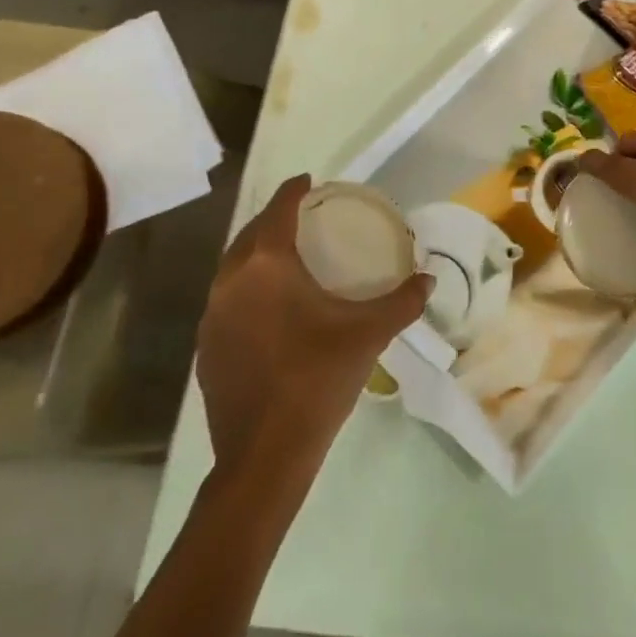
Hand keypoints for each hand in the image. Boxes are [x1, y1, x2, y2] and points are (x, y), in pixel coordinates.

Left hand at [196, 175, 430, 469]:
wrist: (264, 455)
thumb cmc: (317, 378)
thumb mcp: (368, 334)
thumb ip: (403, 301)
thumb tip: (429, 278)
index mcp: (267, 266)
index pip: (278, 210)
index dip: (294, 190)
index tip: (310, 180)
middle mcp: (231, 281)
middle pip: (250, 234)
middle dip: (274, 219)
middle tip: (303, 218)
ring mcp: (212, 317)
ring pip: (233, 268)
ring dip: (256, 253)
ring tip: (286, 257)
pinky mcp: (206, 348)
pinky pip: (226, 300)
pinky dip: (246, 288)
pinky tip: (268, 308)